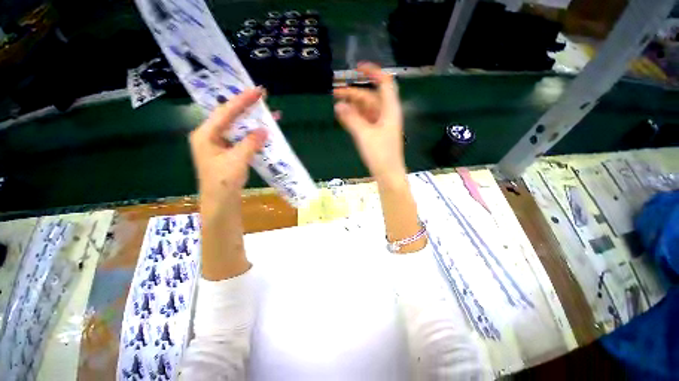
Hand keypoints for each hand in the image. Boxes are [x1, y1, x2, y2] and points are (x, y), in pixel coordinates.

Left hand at [190, 88, 267, 211]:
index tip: (258, 91)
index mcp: (205, 134)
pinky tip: (263, 132)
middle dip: (247, 107)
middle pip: (230, 116)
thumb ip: (250, 143)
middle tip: (263, 97)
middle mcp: (210, 135)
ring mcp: (219, 144)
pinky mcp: (227, 151)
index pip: (225, 112)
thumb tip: (264, 130)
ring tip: (268, 114)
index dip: (242, 101)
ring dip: (252, 121)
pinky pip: (241, 138)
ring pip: (237, 127)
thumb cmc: (223, 182)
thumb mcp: (237, 160)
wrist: (220, 202)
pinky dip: (252, 134)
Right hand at [333, 62, 405, 182]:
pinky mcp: (376, 134)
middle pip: (370, 97)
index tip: (357, 68)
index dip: (373, 72)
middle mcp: (387, 114)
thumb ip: (351, 119)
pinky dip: (355, 117)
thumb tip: (338, 106)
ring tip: (337, 105)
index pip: (384, 83)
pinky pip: (365, 120)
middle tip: (335, 93)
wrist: (388, 174)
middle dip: (354, 93)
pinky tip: (344, 116)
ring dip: (353, 106)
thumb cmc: (380, 154)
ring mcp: (381, 124)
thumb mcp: (364, 135)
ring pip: (366, 109)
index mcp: (390, 110)